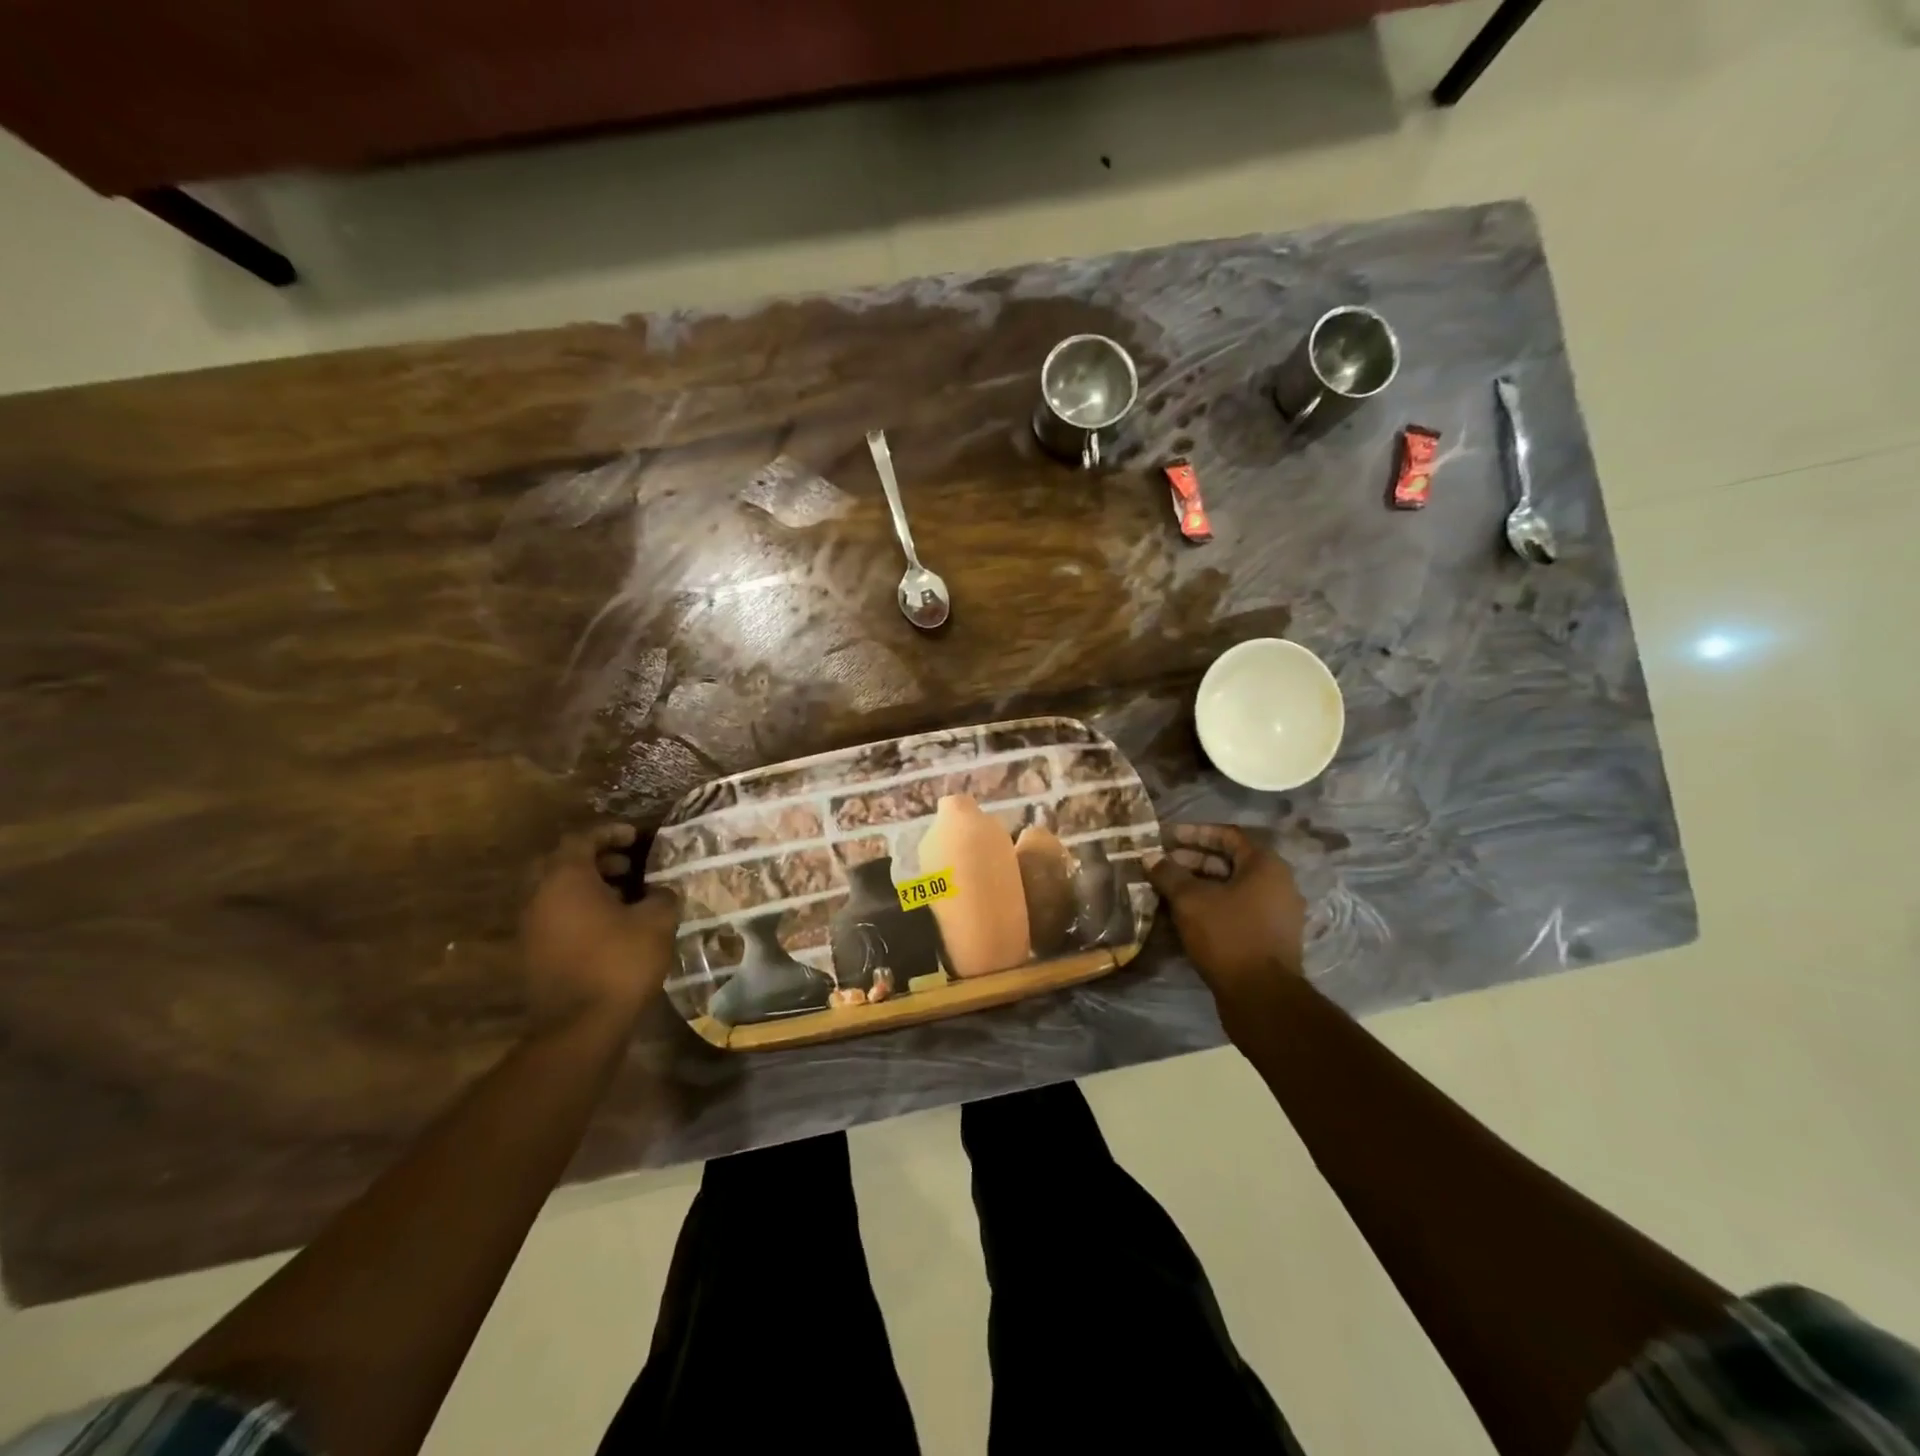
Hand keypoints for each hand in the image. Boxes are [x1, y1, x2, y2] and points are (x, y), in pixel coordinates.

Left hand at [520, 825, 680, 1029]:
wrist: (580, 1026)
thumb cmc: (619, 961)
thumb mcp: (656, 921)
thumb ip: (662, 896)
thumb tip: (662, 891)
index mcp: (565, 879)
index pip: (581, 839)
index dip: (610, 833)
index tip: (636, 836)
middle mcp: (540, 897)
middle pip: (563, 864)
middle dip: (597, 859)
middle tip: (629, 865)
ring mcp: (532, 928)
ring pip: (559, 892)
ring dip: (590, 886)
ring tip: (627, 896)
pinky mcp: (535, 954)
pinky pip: (558, 917)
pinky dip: (582, 910)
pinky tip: (613, 925)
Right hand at [1146, 824, 1307, 1024]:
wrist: (1262, 997)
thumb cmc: (1228, 936)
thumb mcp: (1190, 900)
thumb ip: (1169, 874)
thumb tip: (1150, 857)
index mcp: (1266, 865)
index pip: (1227, 834)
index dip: (1194, 832)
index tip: (1165, 837)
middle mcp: (1277, 883)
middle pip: (1229, 861)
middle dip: (1192, 861)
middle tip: (1160, 865)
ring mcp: (1276, 913)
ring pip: (1231, 888)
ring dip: (1198, 886)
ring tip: (1165, 890)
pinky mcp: (1269, 937)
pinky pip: (1236, 910)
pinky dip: (1210, 907)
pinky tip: (1182, 915)